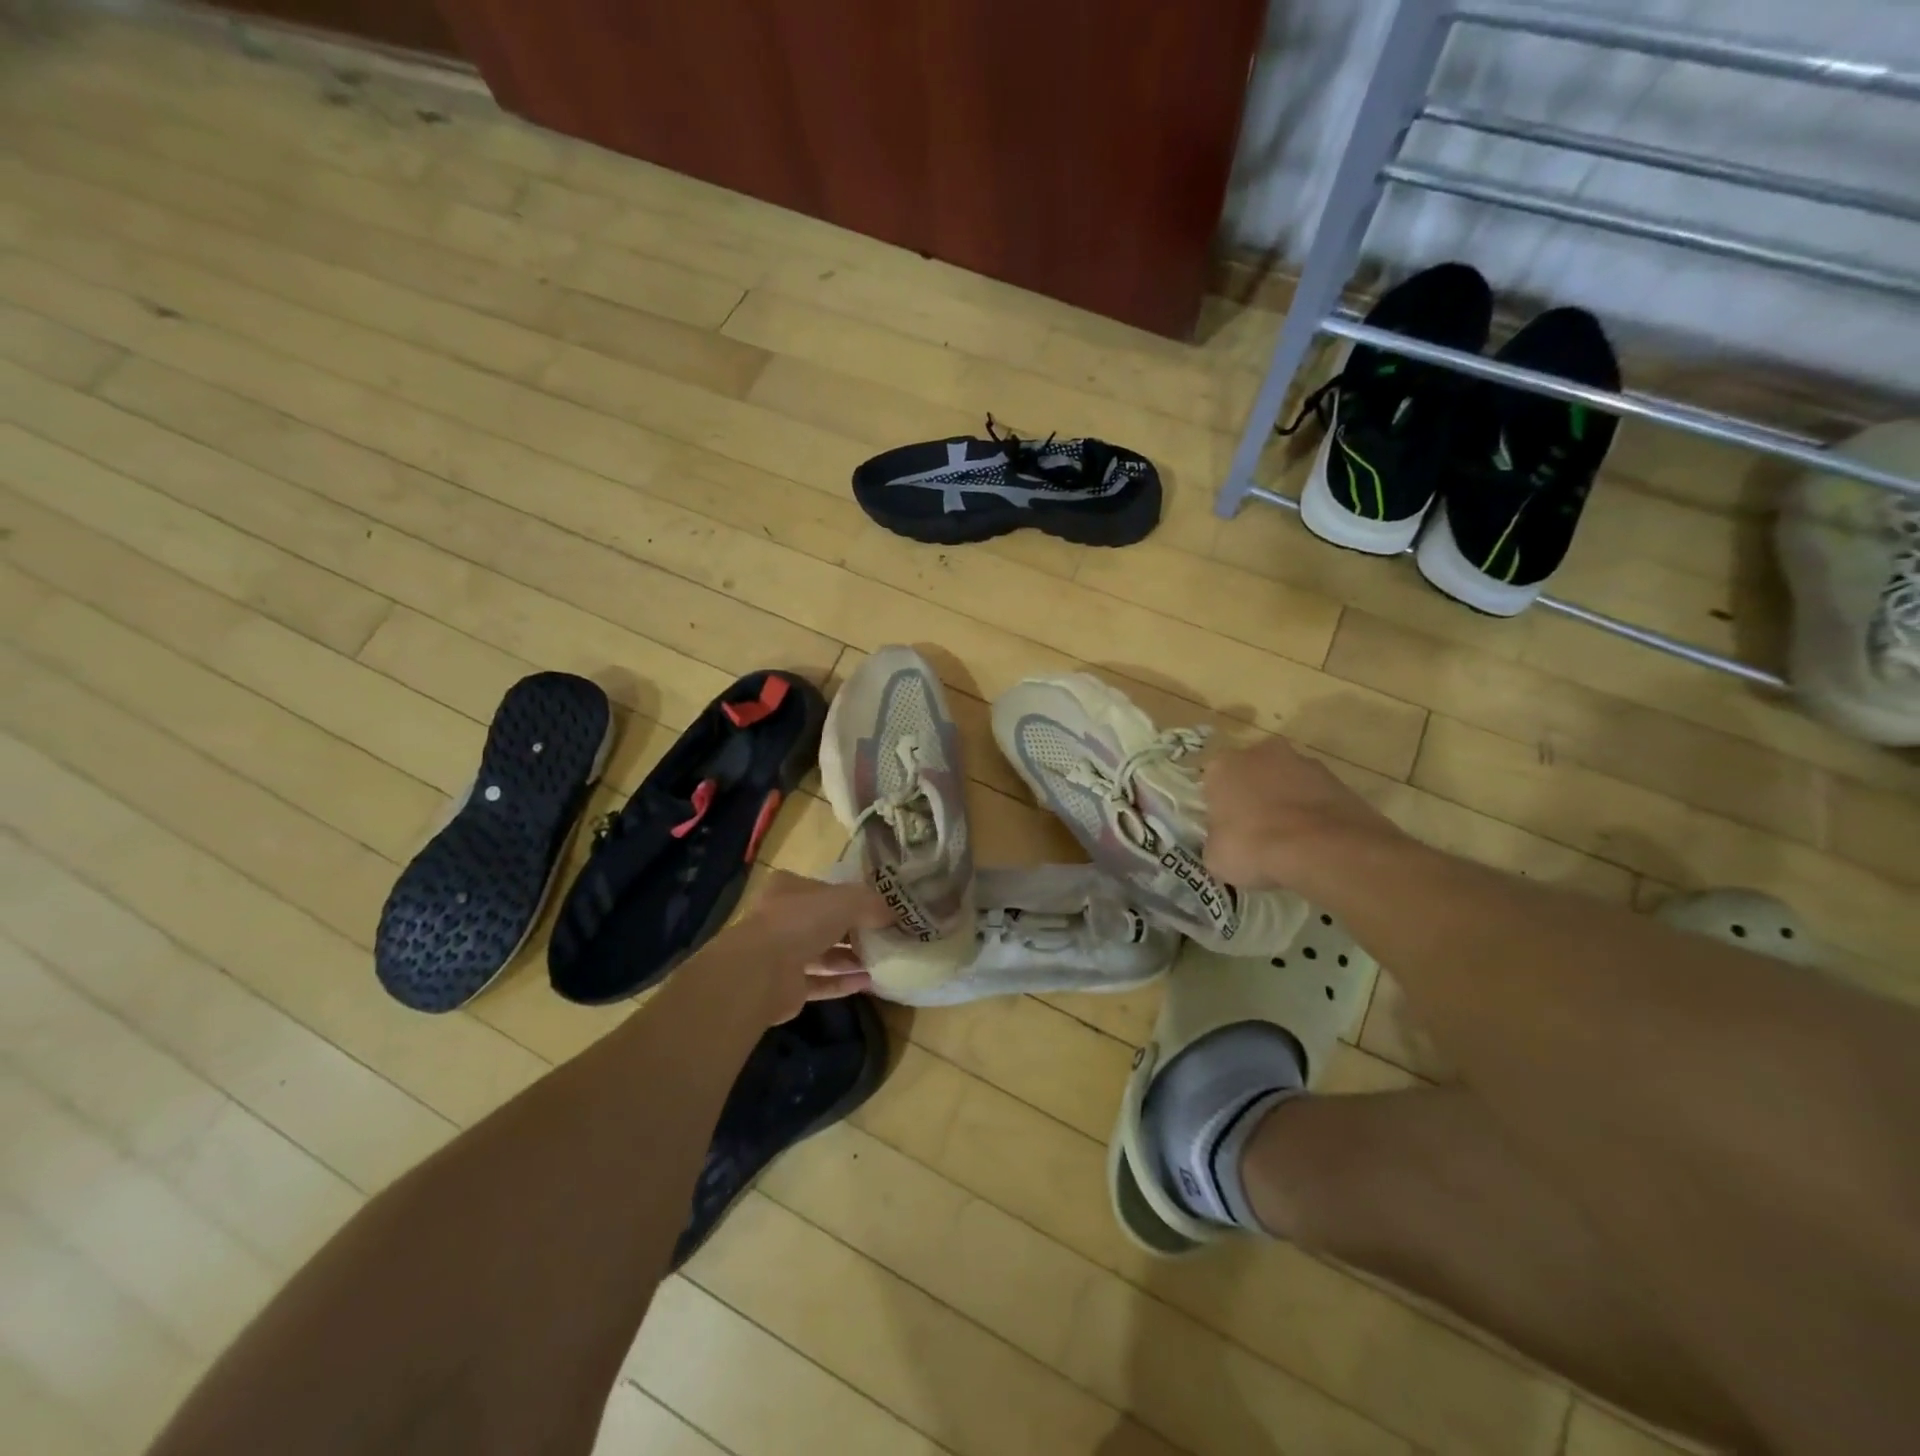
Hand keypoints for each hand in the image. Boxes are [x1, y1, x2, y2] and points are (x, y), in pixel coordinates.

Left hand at [720, 871, 892, 1024]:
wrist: (760, 971)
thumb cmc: (801, 921)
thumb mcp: (846, 900)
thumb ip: (871, 904)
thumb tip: (894, 915)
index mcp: (790, 889)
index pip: (826, 890)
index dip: (854, 898)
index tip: (881, 909)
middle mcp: (783, 919)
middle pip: (826, 923)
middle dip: (855, 932)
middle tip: (887, 938)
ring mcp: (781, 954)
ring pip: (823, 954)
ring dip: (851, 959)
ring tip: (883, 962)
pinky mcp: (786, 987)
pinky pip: (820, 982)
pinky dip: (842, 982)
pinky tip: (869, 983)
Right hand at [1203, 734, 1404, 892]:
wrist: (1322, 849)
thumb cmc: (1253, 848)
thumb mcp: (1216, 857)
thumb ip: (1216, 841)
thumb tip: (1224, 843)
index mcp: (1222, 766)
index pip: (1213, 784)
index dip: (1220, 810)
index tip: (1227, 833)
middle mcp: (1260, 753)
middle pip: (1251, 774)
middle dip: (1254, 797)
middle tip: (1257, 833)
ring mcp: (1302, 762)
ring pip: (1286, 782)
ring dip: (1286, 802)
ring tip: (1291, 841)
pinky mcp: (1336, 778)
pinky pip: (1315, 796)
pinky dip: (1314, 813)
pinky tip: (1315, 841)